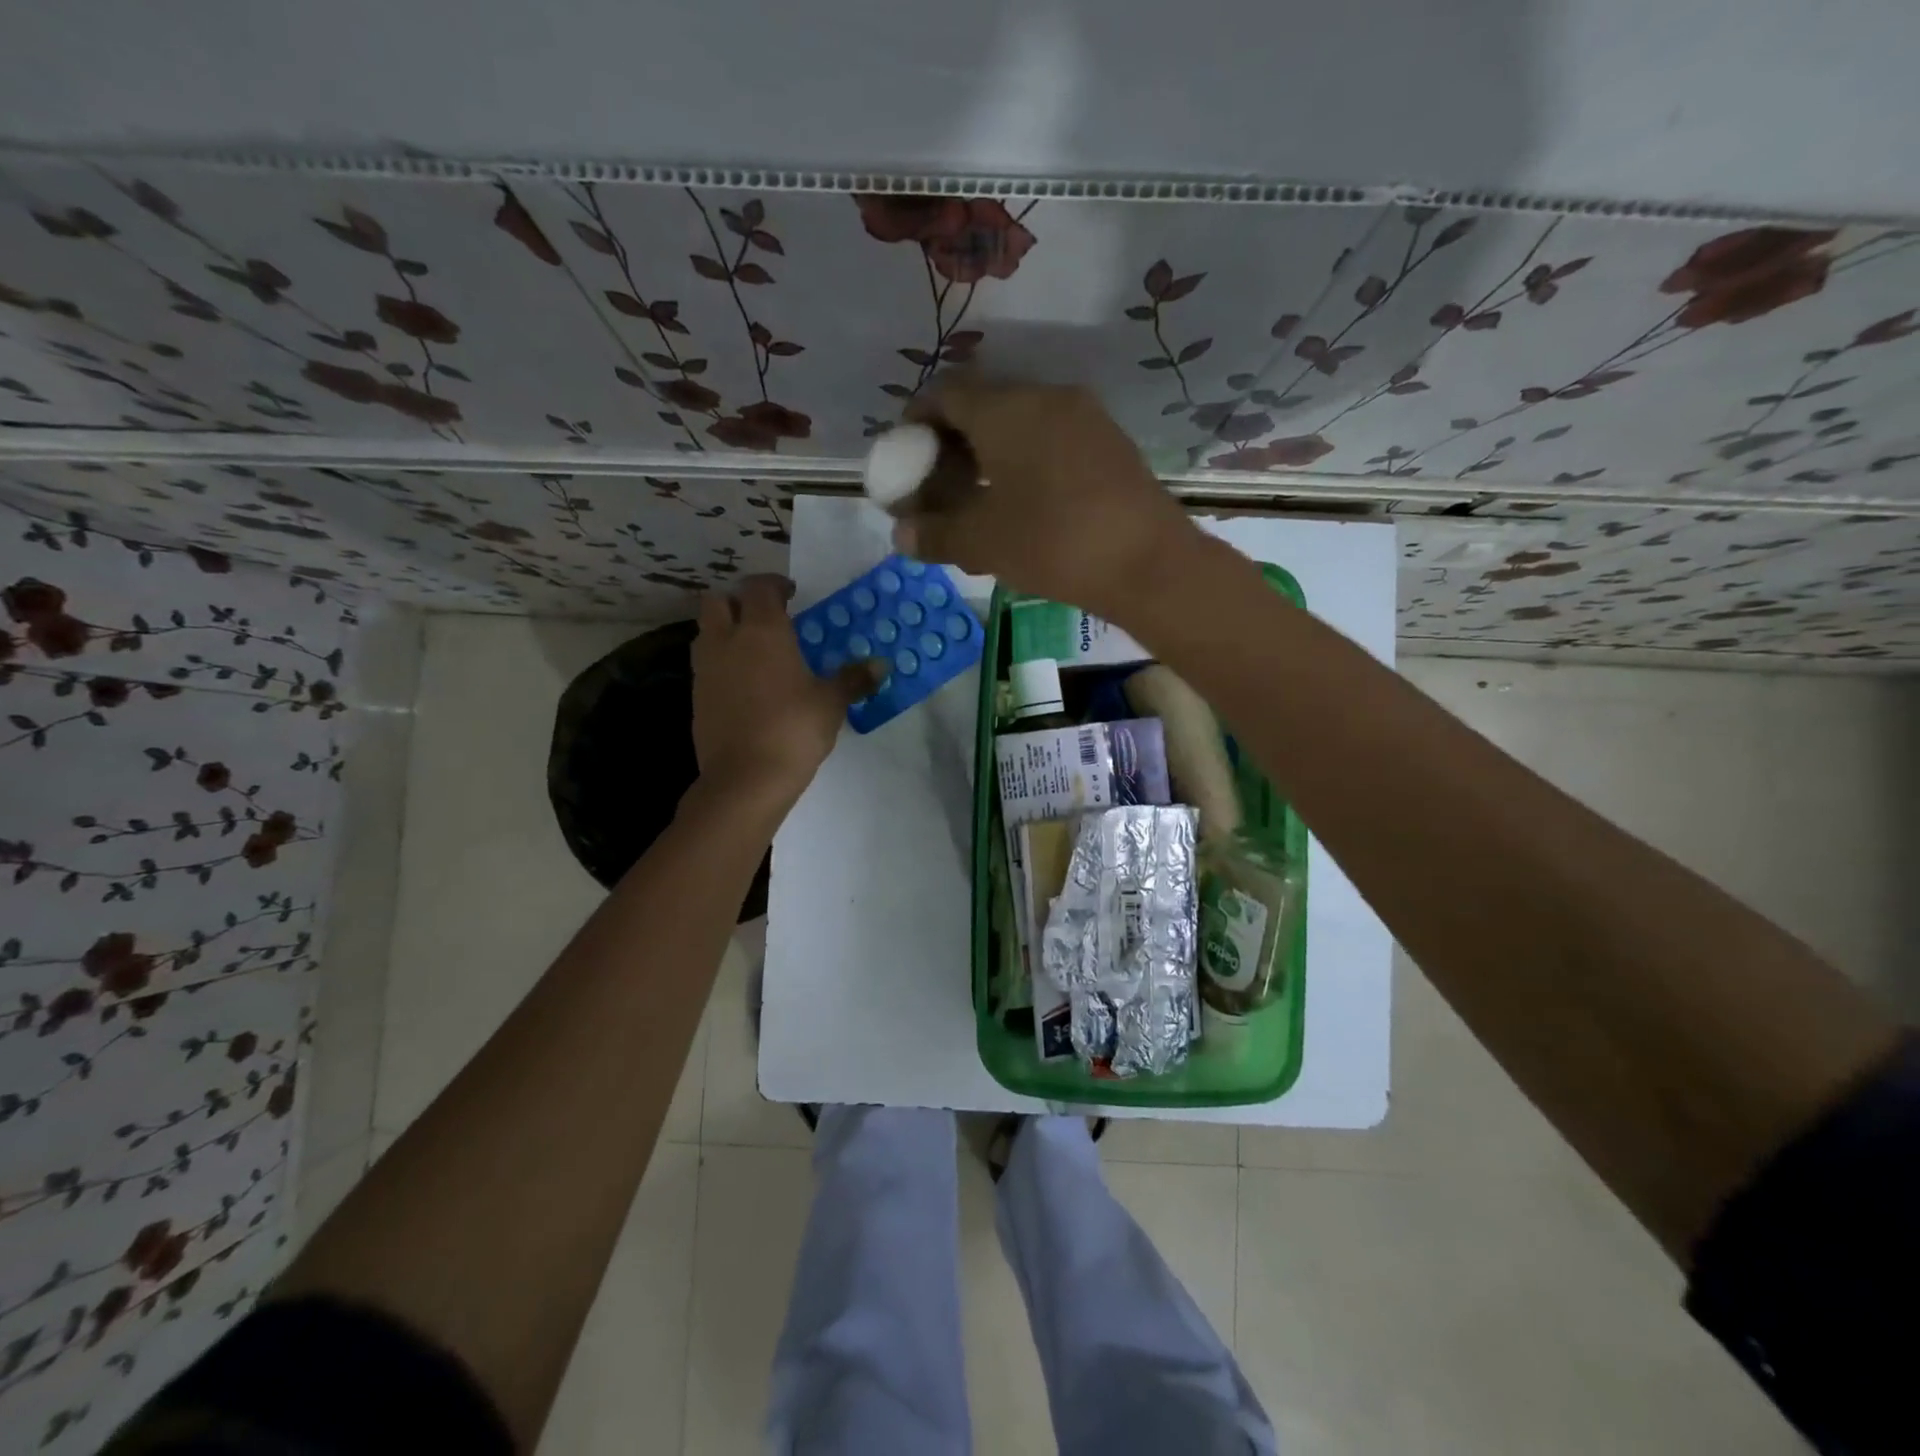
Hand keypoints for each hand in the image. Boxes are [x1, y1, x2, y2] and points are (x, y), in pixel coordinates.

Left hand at [692, 575, 880, 804]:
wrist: (745, 778)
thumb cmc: (794, 729)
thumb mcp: (831, 703)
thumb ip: (853, 679)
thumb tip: (881, 665)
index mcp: (762, 631)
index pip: (759, 587)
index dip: (774, 584)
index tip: (791, 593)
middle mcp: (727, 640)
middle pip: (718, 601)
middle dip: (739, 601)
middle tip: (765, 618)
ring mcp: (706, 669)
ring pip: (706, 632)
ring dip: (726, 631)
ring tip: (754, 650)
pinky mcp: (696, 697)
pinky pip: (706, 666)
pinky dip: (722, 664)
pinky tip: (745, 685)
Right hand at [895, 377, 1204, 620]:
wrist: (1148, 563)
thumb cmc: (1052, 543)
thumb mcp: (982, 543)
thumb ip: (935, 534)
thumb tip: (902, 536)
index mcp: (1006, 409)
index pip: (946, 394)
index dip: (917, 422)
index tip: (906, 457)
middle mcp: (1045, 398)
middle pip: (984, 407)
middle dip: (953, 444)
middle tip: (938, 487)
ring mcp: (1084, 418)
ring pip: (1020, 425)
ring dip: (990, 455)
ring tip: (977, 501)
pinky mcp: (1110, 443)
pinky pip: (1051, 441)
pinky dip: (1025, 463)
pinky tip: (1023, 505)